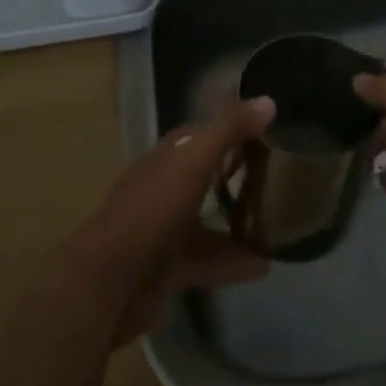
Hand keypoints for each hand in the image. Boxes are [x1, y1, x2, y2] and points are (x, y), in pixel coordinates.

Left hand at [58, 96, 276, 343]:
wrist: (106, 285)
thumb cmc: (151, 212)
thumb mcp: (193, 162)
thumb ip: (229, 129)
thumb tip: (268, 100)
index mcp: (166, 158)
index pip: (200, 133)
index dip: (231, 127)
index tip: (267, 128)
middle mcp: (163, 188)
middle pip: (204, 174)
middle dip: (236, 173)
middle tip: (278, 174)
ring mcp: (164, 229)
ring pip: (207, 219)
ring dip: (239, 220)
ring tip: (279, 223)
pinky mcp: (168, 268)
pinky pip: (208, 259)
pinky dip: (234, 261)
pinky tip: (264, 265)